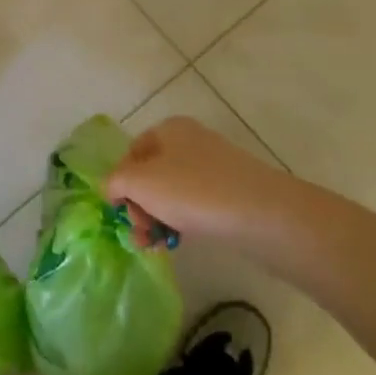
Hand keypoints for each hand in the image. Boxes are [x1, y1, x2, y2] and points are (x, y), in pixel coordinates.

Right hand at [109, 116, 297, 248]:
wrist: (262, 215)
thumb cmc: (192, 191)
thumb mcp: (139, 183)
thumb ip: (115, 182)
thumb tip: (112, 189)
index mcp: (168, 129)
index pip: (131, 153)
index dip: (120, 182)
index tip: (121, 212)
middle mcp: (191, 142)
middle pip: (151, 175)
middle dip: (139, 206)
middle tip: (140, 233)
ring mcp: (215, 167)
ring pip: (173, 193)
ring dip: (158, 218)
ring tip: (156, 245)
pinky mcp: (233, 193)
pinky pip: (197, 205)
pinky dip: (183, 222)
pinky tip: (181, 242)